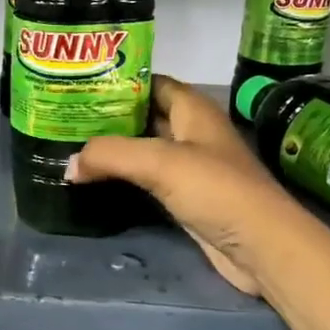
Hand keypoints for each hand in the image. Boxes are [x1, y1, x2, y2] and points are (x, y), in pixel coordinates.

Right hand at [68, 76, 312, 295]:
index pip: (152, 82)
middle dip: (110, 116)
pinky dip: (124, 177)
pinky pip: (148, 179)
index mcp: (194, 109)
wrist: (261, 247)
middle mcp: (193, 133)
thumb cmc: (217, 190)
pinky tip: (96, 180)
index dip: (119, 81)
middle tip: (67, 118)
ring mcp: (191, 167)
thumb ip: (111, 154)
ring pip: (145, 149)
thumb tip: (69, 164)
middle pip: (145, 116)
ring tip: (72, 146)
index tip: (81, 85)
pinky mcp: (186, 198)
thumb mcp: (160, 163)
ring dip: (115, 149)